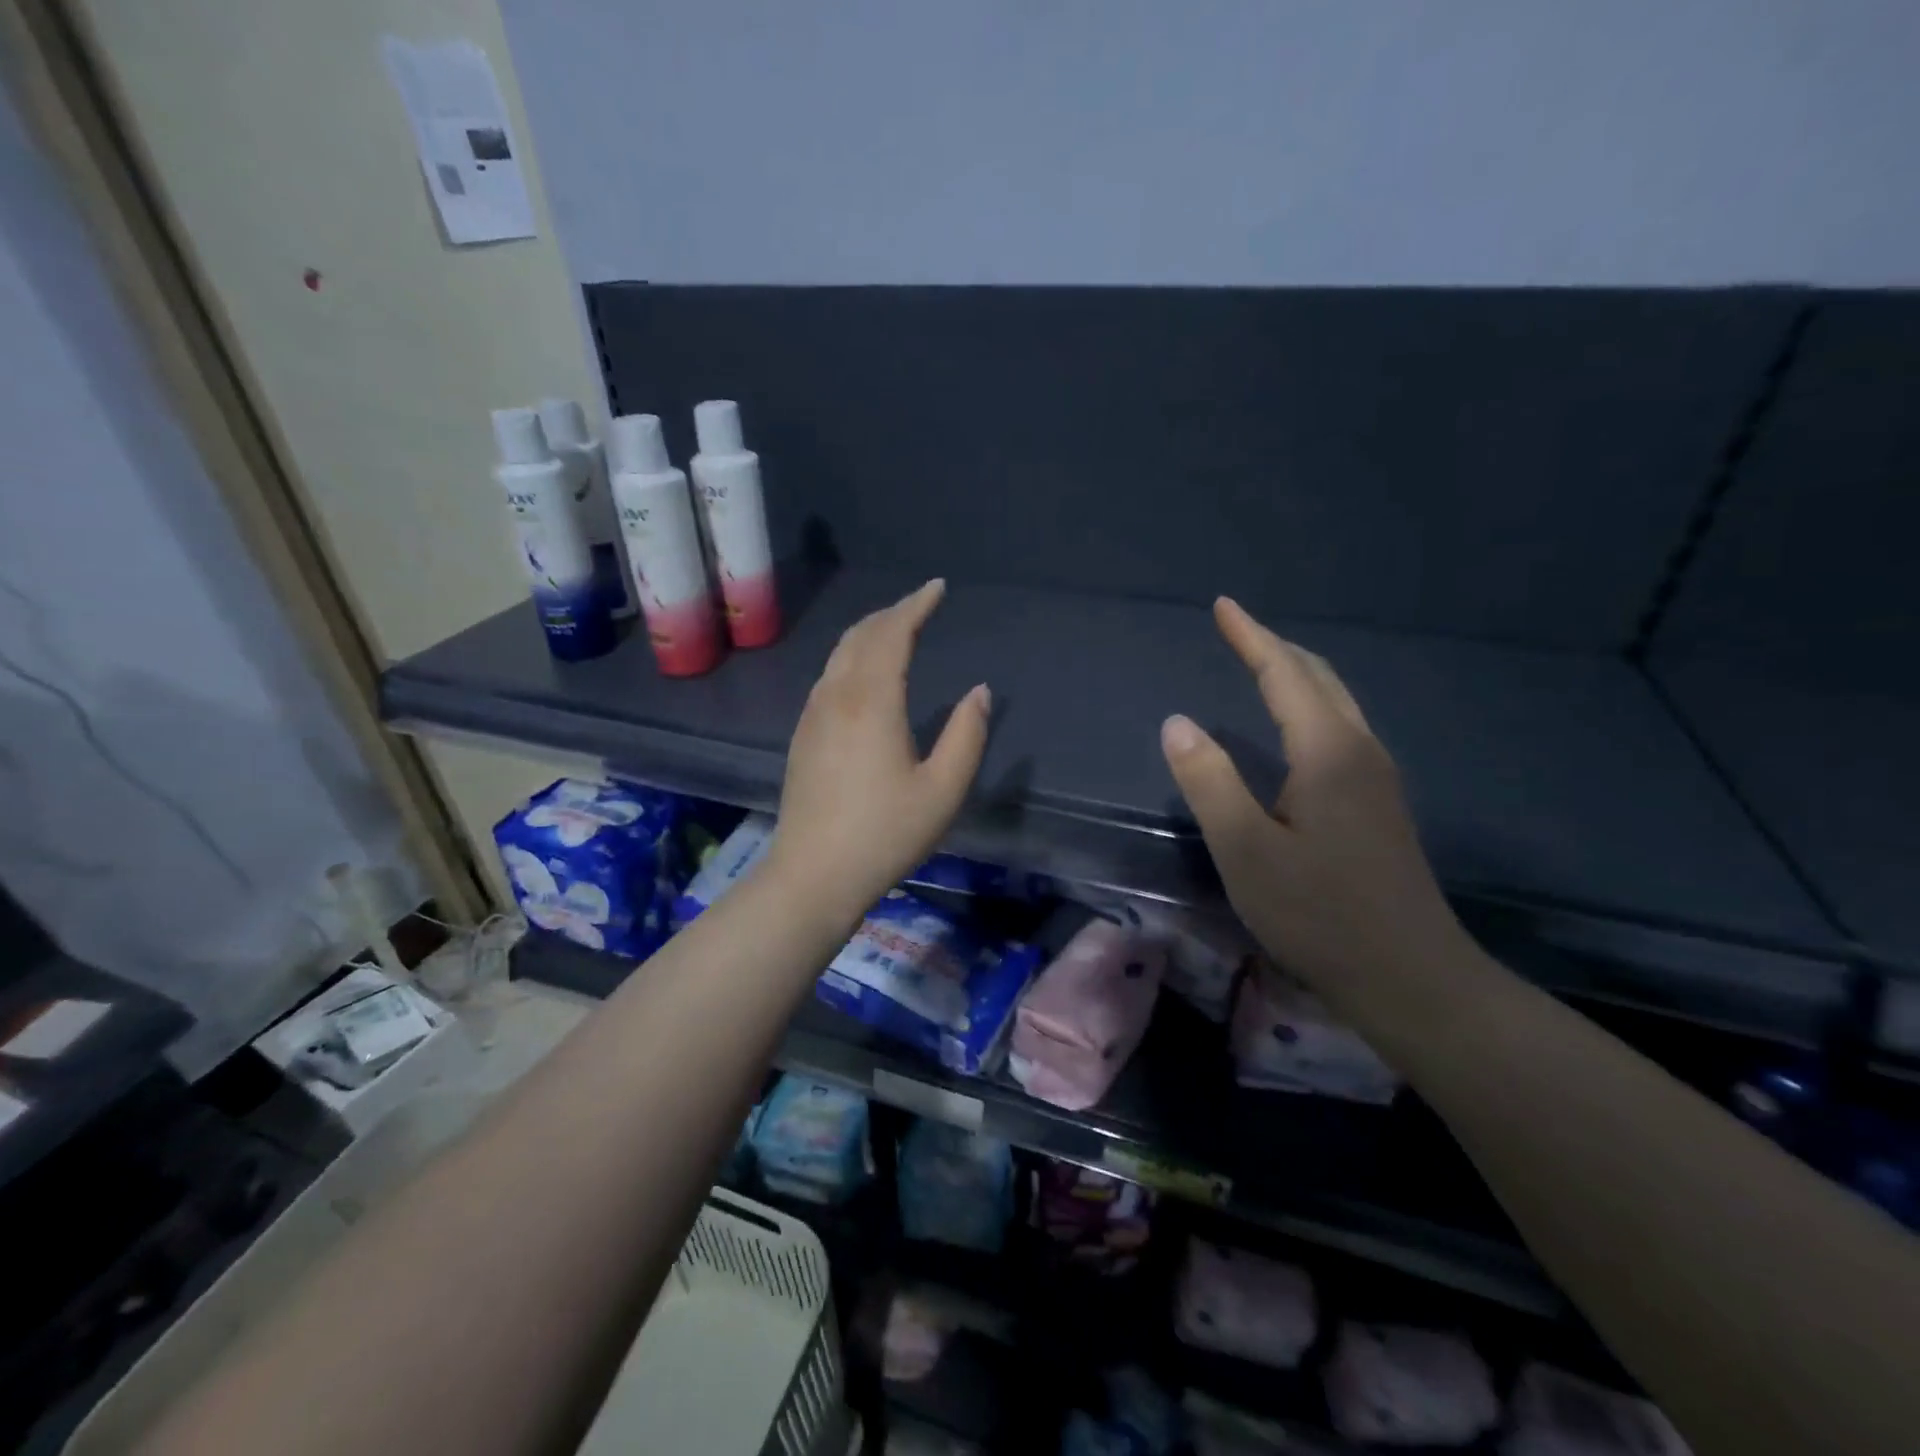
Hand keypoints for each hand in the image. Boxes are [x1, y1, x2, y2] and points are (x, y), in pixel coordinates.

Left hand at [766, 579, 989, 920]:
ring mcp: (813, 715)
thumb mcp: (943, 790)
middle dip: (891, 613)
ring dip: (869, 633)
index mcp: (872, 702)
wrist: (813, 874)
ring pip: (839, 655)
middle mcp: (837, 697)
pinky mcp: (803, 735)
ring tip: (896, 630)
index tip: (937, 588)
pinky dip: (852, 657)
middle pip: (861, 636)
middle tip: (919, 605)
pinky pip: (829, 676)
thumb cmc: (885, 834)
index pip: (892, 635)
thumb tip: (979, 692)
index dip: (915, 606)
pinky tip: (864, 674)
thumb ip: (967, 735)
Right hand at [1160, 598, 1470, 999]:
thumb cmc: (1319, 913)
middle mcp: (1360, 751)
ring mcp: (1378, 779)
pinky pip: (1341, 729)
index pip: (1285, 674)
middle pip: (1319, 678)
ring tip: (1261, 664)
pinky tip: (1297, 727)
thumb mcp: (1245, 850)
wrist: (1411, 977)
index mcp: (1328, 752)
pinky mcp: (1380, 805)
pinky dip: (1311, 705)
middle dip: (1276, 647)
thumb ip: (1209, 781)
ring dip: (1297, 674)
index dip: (1251, 637)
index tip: (1223, 606)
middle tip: (1237, 629)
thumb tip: (1177, 722)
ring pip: (1336, 703)